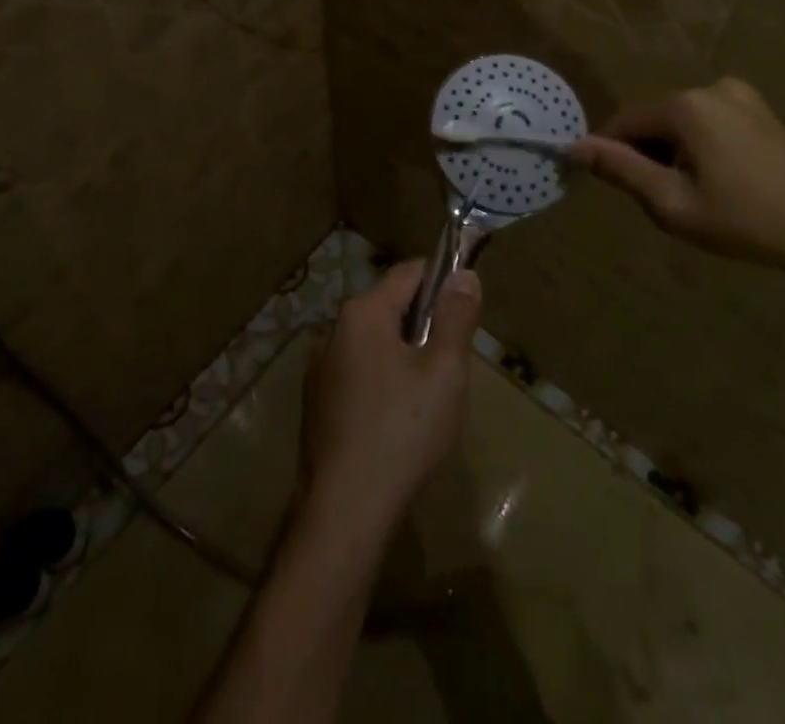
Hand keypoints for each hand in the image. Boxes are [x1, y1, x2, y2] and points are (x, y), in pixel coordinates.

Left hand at [298, 258, 481, 537]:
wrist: (344, 510)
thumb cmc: (402, 431)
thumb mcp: (444, 371)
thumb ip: (456, 317)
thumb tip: (463, 274)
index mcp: (363, 312)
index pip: (409, 273)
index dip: (442, 281)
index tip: (467, 310)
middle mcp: (334, 329)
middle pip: (390, 306)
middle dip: (425, 324)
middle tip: (453, 363)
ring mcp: (320, 367)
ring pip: (374, 342)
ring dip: (404, 355)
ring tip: (430, 396)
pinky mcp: (317, 402)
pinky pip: (359, 372)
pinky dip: (383, 380)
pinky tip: (398, 421)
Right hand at [570, 77, 784, 277]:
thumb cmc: (746, 221)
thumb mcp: (672, 203)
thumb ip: (620, 169)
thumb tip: (571, 147)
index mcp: (685, 106)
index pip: (624, 124)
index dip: (612, 156)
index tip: (619, 190)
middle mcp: (710, 88)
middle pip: (654, 121)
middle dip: (649, 156)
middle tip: (670, 201)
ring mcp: (740, 95)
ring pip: (681, 123)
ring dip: (675, 153)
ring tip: (700, 195)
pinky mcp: (760, 109)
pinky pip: (709, 122)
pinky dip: (701, 147)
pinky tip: (724, 181)